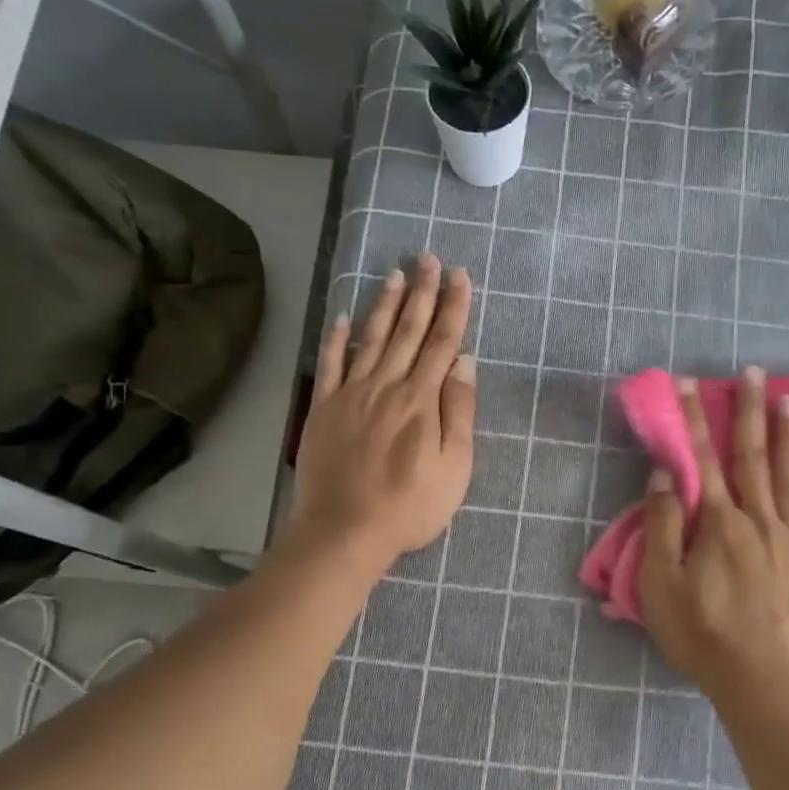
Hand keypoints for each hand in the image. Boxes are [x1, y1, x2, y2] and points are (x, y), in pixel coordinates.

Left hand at [292, 253, 475, 563]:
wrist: (345, 530)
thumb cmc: (410, 505)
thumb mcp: (454, 467)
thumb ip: (459, 412)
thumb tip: (464, 362)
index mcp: (422, 400)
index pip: (443, 343)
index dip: (454, 308)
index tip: (460, 277)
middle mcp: (387, 385)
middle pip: (409, 331)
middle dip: (422, 293)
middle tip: (429, 258)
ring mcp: (351, 394)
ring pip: (372, 338)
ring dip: (386, 305)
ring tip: (395, 274)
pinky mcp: (324, 408)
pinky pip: (331, 364)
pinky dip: (337, 339)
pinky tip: (343, 317)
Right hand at [639, 368, 788, 690]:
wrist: (761, 682)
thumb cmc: (703, 635)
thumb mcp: (661, 585)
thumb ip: (663, 526)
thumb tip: (666, 475)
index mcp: (719, 523)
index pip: (703, 459)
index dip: (695, 418)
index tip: (690, 382)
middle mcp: (760, 520)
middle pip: (753, 456)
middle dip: (750, 411)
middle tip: (754, 371)